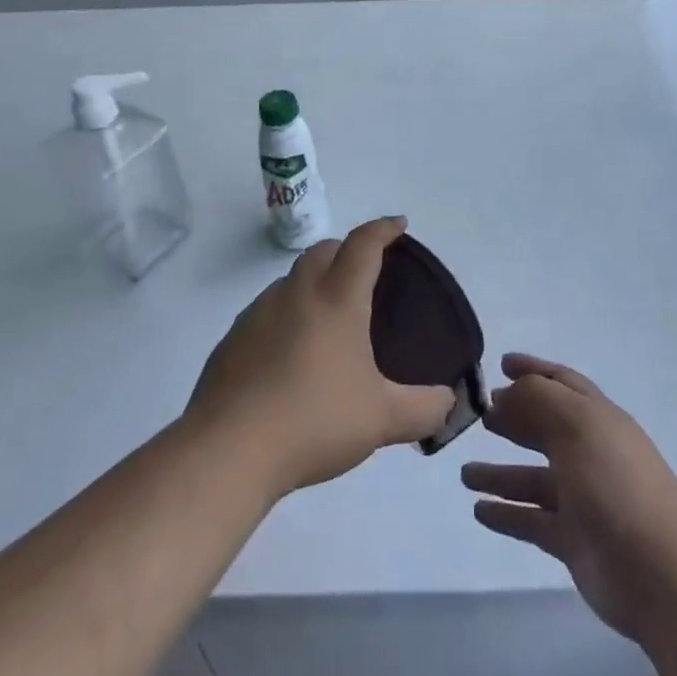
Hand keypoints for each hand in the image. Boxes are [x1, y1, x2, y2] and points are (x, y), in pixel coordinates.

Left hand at [187, 217, 455, 498]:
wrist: (229, 450)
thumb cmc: (315, 420)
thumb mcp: (383, 419)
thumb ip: (424, 409)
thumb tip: (447, 402)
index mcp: (337, 299)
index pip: (363, 245)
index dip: (383, 229)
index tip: (398, 225)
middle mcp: (296, 294)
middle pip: (323, 250)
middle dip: (347, 249)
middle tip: (365, 271)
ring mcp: (257, 314)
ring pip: (291, 279)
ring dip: (314, 282)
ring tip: (329, 317)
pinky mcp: (232, 340)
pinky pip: (266, 312)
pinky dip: (286, 316)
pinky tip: (291, 354)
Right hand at [464, 355, 676, 643]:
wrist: (659, 573)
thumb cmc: (616, 484)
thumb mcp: (577, 424)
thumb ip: (538, 398)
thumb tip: (508, 393)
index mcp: (598, 418)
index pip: (561, 382)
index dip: (533, 370)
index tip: (500, 363)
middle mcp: (590, 453)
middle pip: (545, 427)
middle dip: (514, 418)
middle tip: (480, 415)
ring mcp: (582, 498)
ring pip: (533, 477)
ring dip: (500, 473)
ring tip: (464, 472)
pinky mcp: (573, 540)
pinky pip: (531, 520)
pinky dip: (506, 513)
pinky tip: (479, 510)